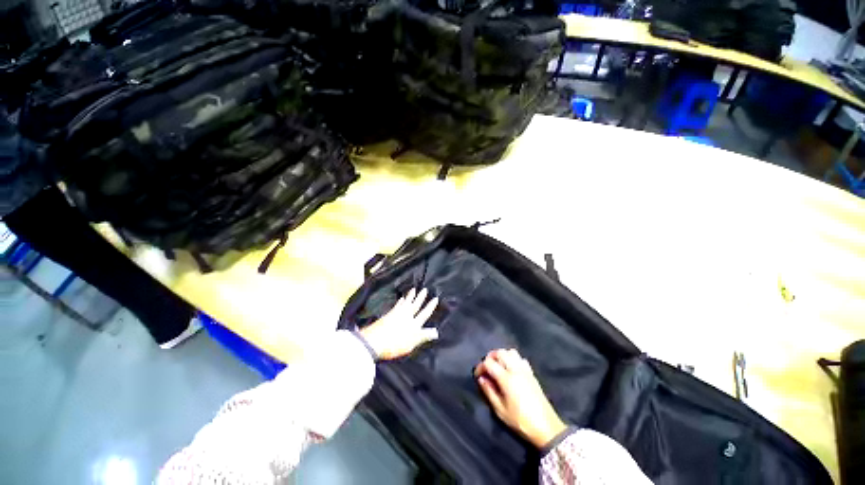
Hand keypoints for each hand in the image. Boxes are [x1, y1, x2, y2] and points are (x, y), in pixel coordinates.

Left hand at [359, 288, 438, 359]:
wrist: (375, 341)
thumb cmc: (394, 345)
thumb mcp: (411, 344)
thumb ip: (423, 337)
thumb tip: (435, 332)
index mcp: (414, 324)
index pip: (425, 313)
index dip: (430, 306)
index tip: (435, 298)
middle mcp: (407, 316)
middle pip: (416, 305)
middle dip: (421, 297)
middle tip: (425, 289)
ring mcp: (397, 314)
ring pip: (407, 302)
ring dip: (411, 296)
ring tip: (413, 290)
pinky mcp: (389, 314)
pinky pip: (397, 305)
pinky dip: (400, 301)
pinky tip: (401, 298)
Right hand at [475, 349, 566, 448]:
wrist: (546, 428)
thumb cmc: (520, 421)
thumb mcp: (500, 410)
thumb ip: (489, 392)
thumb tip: (481, 379)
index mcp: (506, 378)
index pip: (489, 363)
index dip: (480, 367)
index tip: (477, 376)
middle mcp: (515, 369)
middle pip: (500, 352)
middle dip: (490, 357)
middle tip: (486, 369)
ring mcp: (525, 370)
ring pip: (510, 352)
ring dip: (502, 355)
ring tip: (498, 366)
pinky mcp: (532, 373)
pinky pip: (520, 358)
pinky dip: (512, 359)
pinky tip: (511, 369)